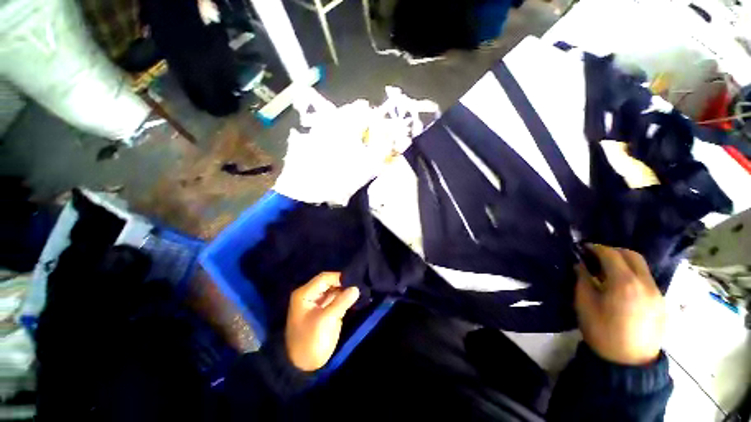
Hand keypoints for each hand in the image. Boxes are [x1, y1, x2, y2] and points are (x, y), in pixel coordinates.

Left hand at [285, 272, 359, 370]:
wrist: (304, 366)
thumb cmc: (310, 341)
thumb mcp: (326, 320)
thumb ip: (341, 302)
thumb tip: (356, 288)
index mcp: (305, 294)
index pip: (324, 278)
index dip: (339, 278)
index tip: (355, 281)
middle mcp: (312, 295)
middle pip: (330, 283)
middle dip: (344, 284)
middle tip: (361, 285)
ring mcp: (319, 303)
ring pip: (335, 290)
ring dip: (347, 291)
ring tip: (362, 290)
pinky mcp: (326, 310)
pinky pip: (337, 299)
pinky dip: (346, 299)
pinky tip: (358, 298)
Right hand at [575, 244, 665, 365]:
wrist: (629, 362)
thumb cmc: (602, 332)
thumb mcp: (584, 304)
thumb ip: (583, 280)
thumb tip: (580, 265)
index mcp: (624, 284)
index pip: (611, 254)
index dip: (595, 248)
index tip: (583, 248)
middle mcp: (645, 283)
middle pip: (632, 255)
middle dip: (612, 251)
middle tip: (596, 256)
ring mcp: (657, 292)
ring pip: (641, 266)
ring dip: (624, 262)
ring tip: (607, 271)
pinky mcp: (661, 301)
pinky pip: (646, 279)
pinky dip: (632, 274)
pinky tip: (621, 286)